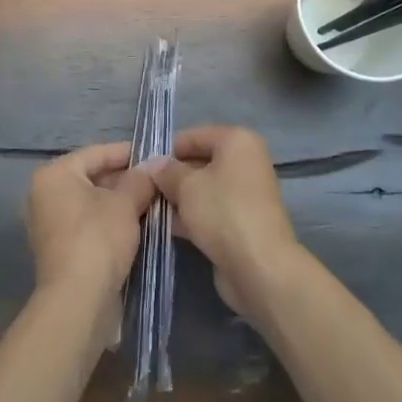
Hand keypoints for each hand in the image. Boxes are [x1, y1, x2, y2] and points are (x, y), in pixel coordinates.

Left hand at [23, 143, 156, 341]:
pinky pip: (87, 224)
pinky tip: (136, 226)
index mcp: (54, 174)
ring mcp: (48, 224)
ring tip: (152, 203)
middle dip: (126, 180)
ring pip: (91, 202)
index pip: (96, 153)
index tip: (155, 156)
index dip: (128, 153)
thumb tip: (153, 166)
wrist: (77, 300)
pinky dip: (109, 222)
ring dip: (120, 202)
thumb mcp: (126, 203)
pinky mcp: (58, 249)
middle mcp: (44, 194)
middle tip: (157, 183)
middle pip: (92, 177)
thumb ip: (140, 179)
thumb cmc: (98, 238)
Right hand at [151, 126, 301, 322]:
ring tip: (148, 208)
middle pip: (199, 162)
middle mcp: (244, 162)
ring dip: (177, 198)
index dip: (166, 150)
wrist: (259, 266)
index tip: (142, 166)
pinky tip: (164, 225)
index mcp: (237, 141)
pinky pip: (210, 210)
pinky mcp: (241, 222)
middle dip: (171, 176)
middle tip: (142, 189)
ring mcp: (244, 193)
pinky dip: (190, 216)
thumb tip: (153, 165)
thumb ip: (166, 171)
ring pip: (203, 189)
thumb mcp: (186, 185)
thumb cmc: (222, 211)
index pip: (193, 136)